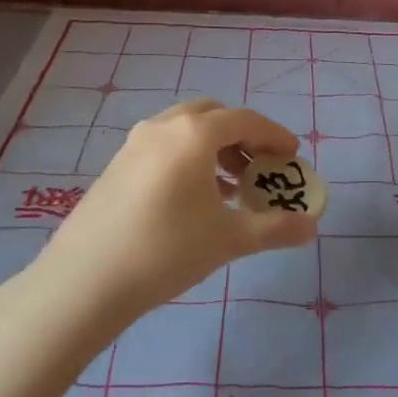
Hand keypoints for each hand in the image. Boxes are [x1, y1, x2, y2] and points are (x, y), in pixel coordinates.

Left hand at [30, 98, 319, 317]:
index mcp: (194, 133)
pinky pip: (163, 146)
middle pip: (213, 115)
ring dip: (214, 148)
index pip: (245, 120)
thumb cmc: (166, 250)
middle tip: (260, 166)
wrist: (85, 281)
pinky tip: (193, 198)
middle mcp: (163, 126)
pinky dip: (188, 158)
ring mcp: (134, 143)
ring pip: (185, 130)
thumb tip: (312, 227)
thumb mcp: (228, 239)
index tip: (292, 155)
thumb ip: (275, 228)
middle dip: (243, 136)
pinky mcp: (116, 165)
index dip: (275, 135)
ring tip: (230, 186)